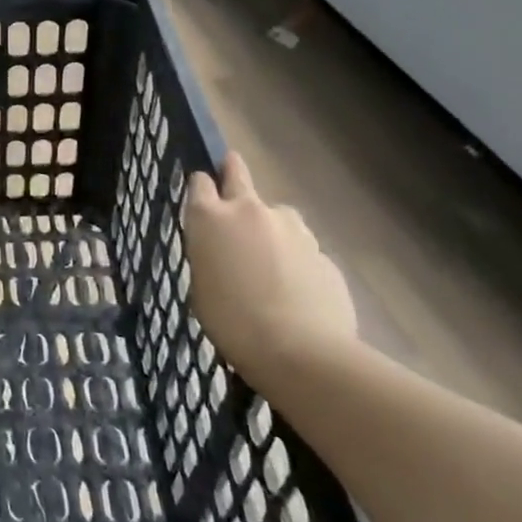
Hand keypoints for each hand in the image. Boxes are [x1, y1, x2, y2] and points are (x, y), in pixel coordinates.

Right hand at [184, 152, 358, 383]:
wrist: (300, 352)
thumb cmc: (231, 322)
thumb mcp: (201, 287)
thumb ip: (211, 256)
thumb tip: (225, 251)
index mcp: (210, 218)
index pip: (199, 182)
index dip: (200, 186)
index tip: (201, 195)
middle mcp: (250, 210)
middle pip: (238, 173)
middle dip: (232, 170)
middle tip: (231, 174)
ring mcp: (291, 228)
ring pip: (277, 214)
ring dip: (270, 227)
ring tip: (270, 263)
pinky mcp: (322, 252)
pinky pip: (302, 248)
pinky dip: (296, 260)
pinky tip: (296, 291)